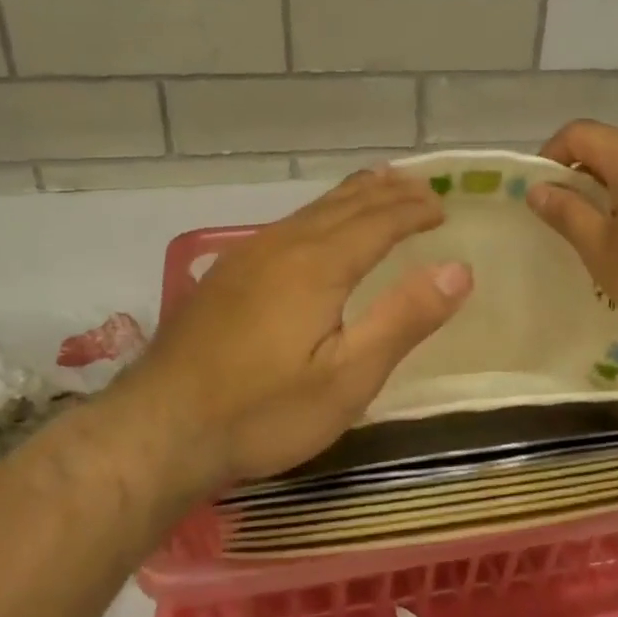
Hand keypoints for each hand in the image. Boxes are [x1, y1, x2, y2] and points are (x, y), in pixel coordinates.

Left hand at [129, 168, 472, 495]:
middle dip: (387, 193)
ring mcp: (245, 258)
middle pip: (344, 204)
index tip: (443, 206)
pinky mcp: (223, 277)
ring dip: (352, 197)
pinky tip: (314, 229)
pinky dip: (319, 214)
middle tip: (420, 186)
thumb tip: (459, 269)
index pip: (378, 221)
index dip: (414, 210)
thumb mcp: (348, 378)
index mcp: (318, 265)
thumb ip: (404, 320)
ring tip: (378, 186)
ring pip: (310, 211)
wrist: (159, 430)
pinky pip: (286, 226)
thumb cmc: (264, 411)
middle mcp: (282, 246)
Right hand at [528, 121, 617, 351]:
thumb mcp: (602, 250)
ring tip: (607, 238)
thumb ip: (567, 213)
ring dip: (616, 193)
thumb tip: (538, 189)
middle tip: (567, 221)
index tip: (540, 193)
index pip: (579, 133)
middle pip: (613, 149)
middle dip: (583, 178)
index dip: (550, 156)